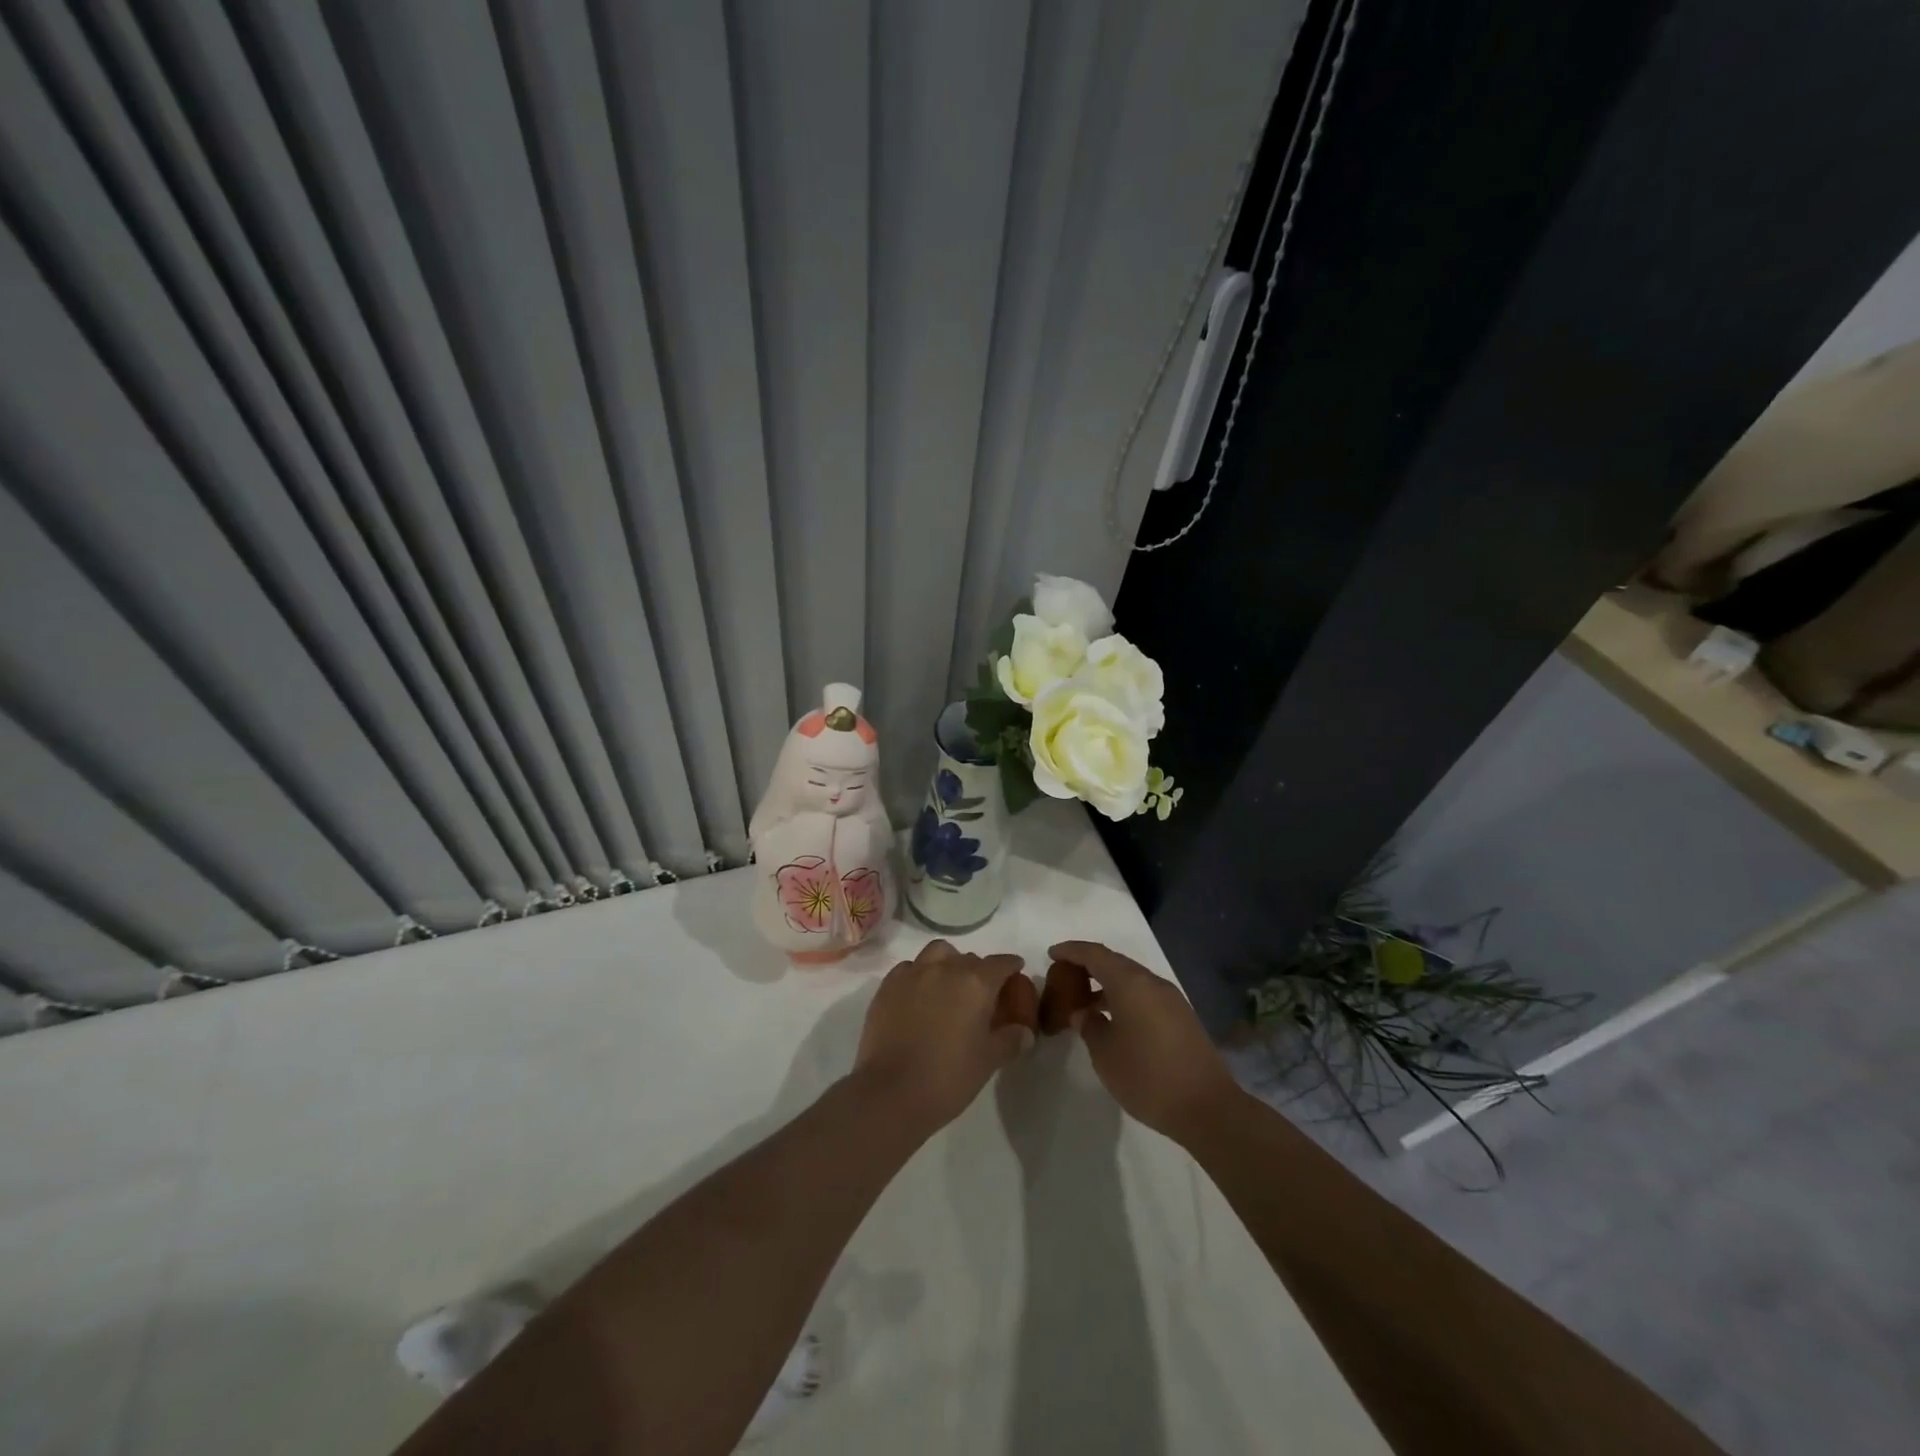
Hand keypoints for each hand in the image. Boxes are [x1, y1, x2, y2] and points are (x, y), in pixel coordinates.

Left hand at [852, 940, 1031, 1132]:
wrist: (891, 1092)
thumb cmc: (948, 1077)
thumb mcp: (988, 1061)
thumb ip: (1010, 1040)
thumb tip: (1025, 1032)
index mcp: (976, 983)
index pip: (1000, 963)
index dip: (1011, 966)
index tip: (1015, 971)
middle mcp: (945, 968)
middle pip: (969, 958)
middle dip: (979, 970)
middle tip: (981, 993)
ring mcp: (913, 974)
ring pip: (937, 953)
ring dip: (948, 962)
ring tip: (948, 985)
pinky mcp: (887, 986)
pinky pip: (909, 968)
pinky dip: (919, 974)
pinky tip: (919, 995)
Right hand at [1048, 941, 1241, 1142]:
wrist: (1207, 1107)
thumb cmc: (1147, 1077)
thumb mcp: (1105, 1054)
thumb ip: (1089, 1026)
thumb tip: (1084, 1012)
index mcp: (1130, 983)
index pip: (1094, 954)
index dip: (1071, 950)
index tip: (1051, 954)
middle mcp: (1152, 982)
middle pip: (1115, 962)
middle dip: (1088, 966)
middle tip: (1065, 977)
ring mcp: (1171, 999)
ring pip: (1132, 979)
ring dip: (1107, 984)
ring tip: (1085, 1003)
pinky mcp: (1182, 1017)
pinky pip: (1145, 995)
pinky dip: (1124, 998)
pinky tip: (1114, 1020)